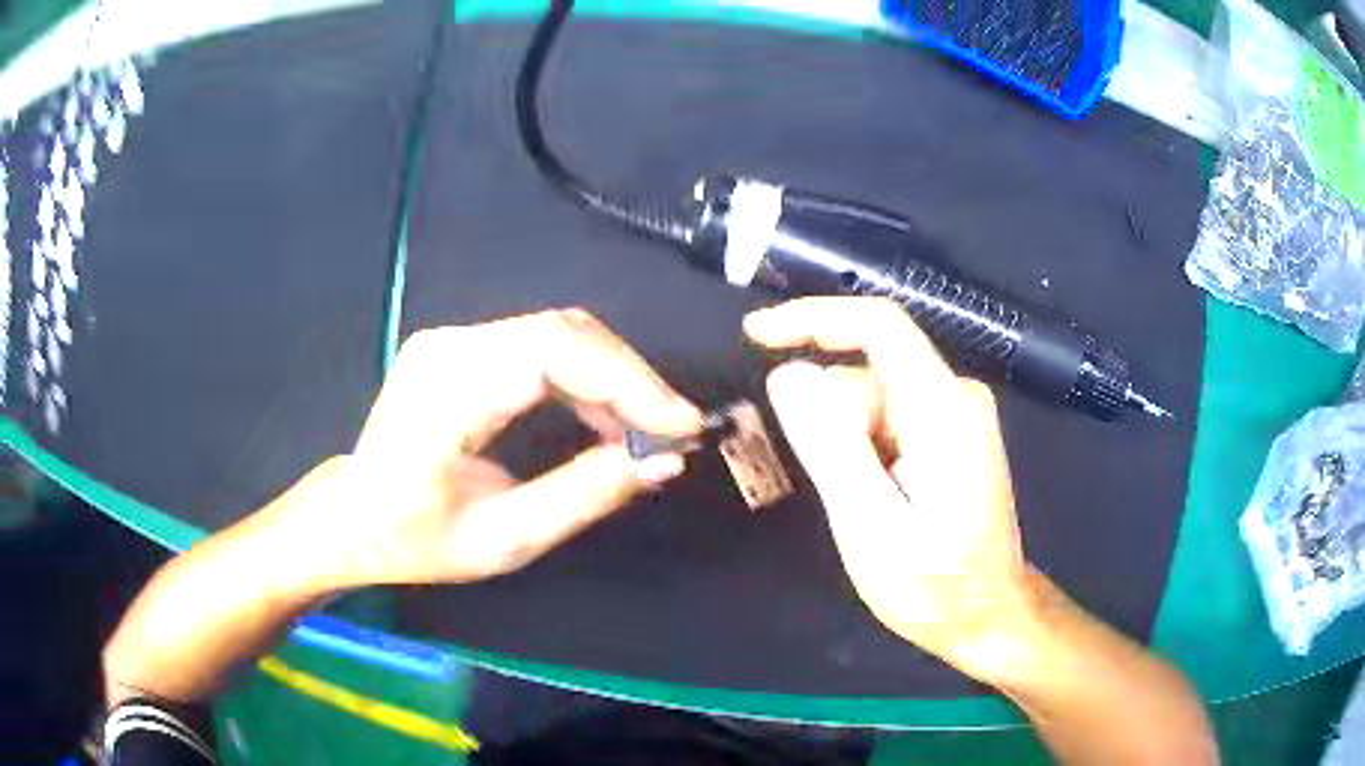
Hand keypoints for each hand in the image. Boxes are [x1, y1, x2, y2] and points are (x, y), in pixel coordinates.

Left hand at [291, 309, 702, 590]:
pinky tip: (602, 418)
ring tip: (644, 430)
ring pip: (558, 333)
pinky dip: (584, 377)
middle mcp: (449, 345)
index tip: (681, 425)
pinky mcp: (461, 346)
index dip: (629, 381)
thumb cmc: (413, 540)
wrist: (350, 517)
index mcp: (447, 392)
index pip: (555, 353)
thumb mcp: (503, 539)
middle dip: (632, 378)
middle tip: (672, 430)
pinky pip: (539, 346)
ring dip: (612, 376)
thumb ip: (584, 496)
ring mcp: (452, 339)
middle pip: (564, 332)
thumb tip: (663, 461)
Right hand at [745, 297, 1041, 679]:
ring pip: (872, 400)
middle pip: (868, 373)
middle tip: (838, 495)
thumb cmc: (936, 588)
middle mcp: (956, 397)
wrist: (988, 617)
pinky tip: (876, 500)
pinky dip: (862, 452)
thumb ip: (832, 447)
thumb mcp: (872, 528)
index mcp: (945, 410)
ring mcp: (956, 414)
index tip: (756, 334)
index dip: (813, 317)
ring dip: (848, 447)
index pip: (879, 325)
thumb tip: (789, 374)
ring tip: (865, 510)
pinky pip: (886, 419)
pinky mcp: (949, 433)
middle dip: (832, 423)